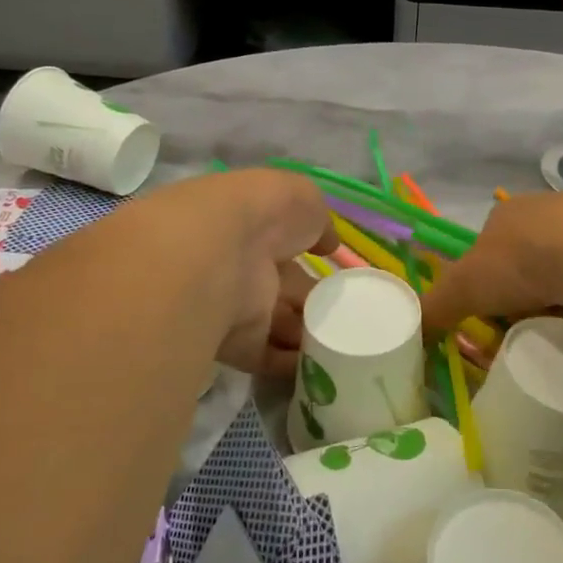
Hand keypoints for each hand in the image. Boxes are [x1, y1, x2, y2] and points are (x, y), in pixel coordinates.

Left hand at [137, 170, 335, 376]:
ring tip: (343, 340)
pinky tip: (324, 364)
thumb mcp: (301, 197)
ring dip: (305, 332)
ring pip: (276, 321)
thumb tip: (326, 242)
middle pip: (282, 286)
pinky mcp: (234, 343)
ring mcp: (234, 305)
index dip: (307, 249)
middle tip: (347, 310)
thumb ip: (317, 219)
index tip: (333, 265)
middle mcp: (240, 264)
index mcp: (252, 224)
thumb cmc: (262, 213)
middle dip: (310, 300)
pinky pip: (267, 355)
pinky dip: (291, 364)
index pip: (283, 239)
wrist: (215, 256)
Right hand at [420, 191, 562, 338]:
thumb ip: (437, 306)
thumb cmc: (523, 263)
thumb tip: (414, 330)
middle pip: (530, 261)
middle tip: (531, 328)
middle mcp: (548, 208)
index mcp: (507, 213)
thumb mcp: (465, 288)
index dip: (489, 286)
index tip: (497, 318)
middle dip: (528, 295)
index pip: (490, 251)